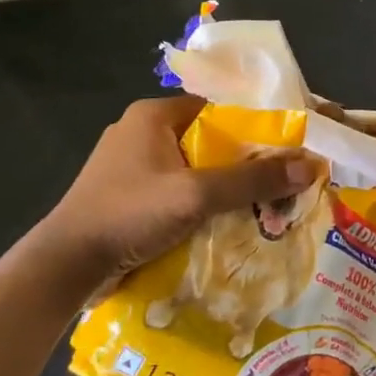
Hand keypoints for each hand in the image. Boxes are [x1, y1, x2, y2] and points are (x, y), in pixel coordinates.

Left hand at [41, 96, 315, 281]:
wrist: (64, 267)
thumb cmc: (128, 215)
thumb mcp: (195, 195)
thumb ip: (252, 180)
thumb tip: (311, 165)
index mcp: (153, 115)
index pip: (219, 107)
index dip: (257, 123)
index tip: (290, 144)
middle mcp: (143, 132)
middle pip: (212, 140)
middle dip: (246, 161)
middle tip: (283, 179)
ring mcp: (133, 166)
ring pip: (197, 167)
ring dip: (226, 185)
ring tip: (265, 202)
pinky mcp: (130, 195)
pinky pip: (181, 189)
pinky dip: (205, 202)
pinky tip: (228, 220)